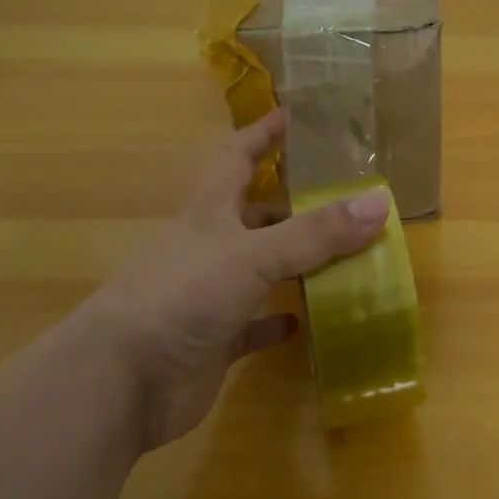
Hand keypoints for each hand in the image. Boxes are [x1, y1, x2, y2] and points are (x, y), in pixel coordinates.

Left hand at [66, 109, 389, 449]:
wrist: (119, 383)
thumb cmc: (181, 297)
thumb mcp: (254, 255)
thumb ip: (316, 232)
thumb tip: (379, 201)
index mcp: (209, 215)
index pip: (235, 159)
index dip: (261, 135)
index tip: (289, 116)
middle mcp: (209, 248)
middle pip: (254, 215)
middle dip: (291, 204)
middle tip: (339, 198)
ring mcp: (209, 296)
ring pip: (260, 269)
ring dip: (295, 263)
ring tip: (343, 256)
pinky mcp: (213, 341)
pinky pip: (254, 325)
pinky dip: (279, 321)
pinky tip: (307, 321)